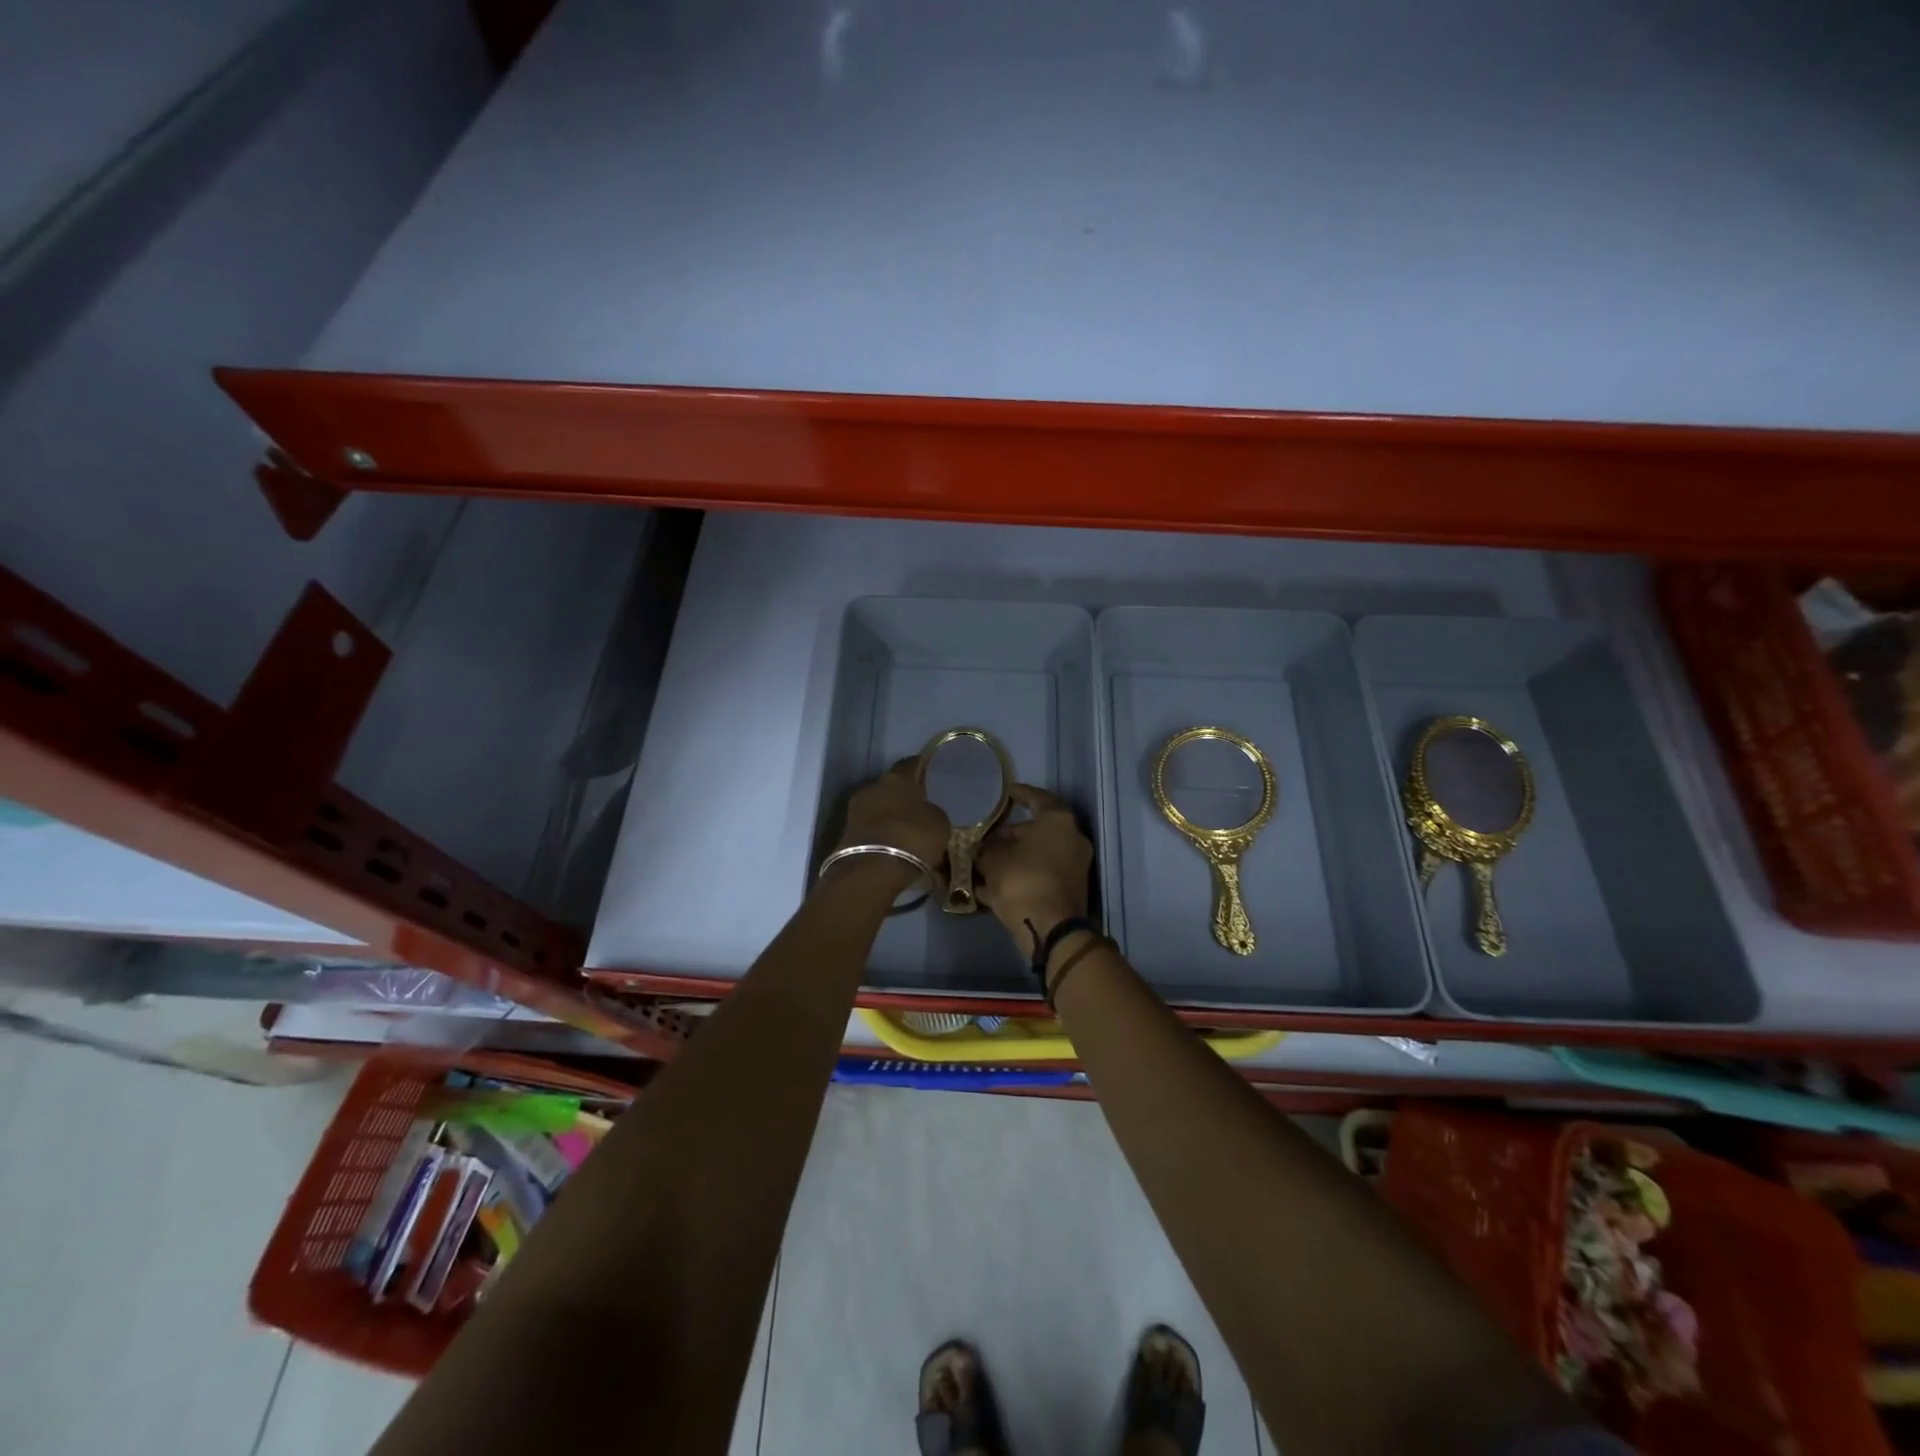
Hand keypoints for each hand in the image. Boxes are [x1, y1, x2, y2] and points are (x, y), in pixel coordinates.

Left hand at [833, 759, 950, 888]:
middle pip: (890, 787)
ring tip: (906, 833)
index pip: (910, 764)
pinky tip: (893, 847)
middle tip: (917, 809)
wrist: (872, 870)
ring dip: (889, 817)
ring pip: (878, 809)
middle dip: (902, 797)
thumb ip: (932, 812)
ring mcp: (855, 810)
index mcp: (897, 777)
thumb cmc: (912, 837)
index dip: (920, 768)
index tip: (928, 773)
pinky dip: (881, 835)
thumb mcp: (939, 823)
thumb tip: (925, 813)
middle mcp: (873, 787)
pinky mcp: (845, 834)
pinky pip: (870, 829)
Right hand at [976, 784, 1092, 950]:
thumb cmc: (1022, 879)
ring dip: (1013, 858)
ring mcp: (1074, 867)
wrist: (1050, 929)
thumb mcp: (992, 858)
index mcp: (1058, 821)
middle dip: (1010, 835)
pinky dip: (1020, 878)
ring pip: (1036, 856)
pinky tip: (993, 887)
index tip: (1006, 792)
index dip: (1019, 794)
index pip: (1037, 798)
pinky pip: (1039, 877)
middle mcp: (1072, 839)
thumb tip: (981, 848)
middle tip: (986, 837)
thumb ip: (985, 847)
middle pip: (1037, 830)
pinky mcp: (1069, 891)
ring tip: (983, 863)